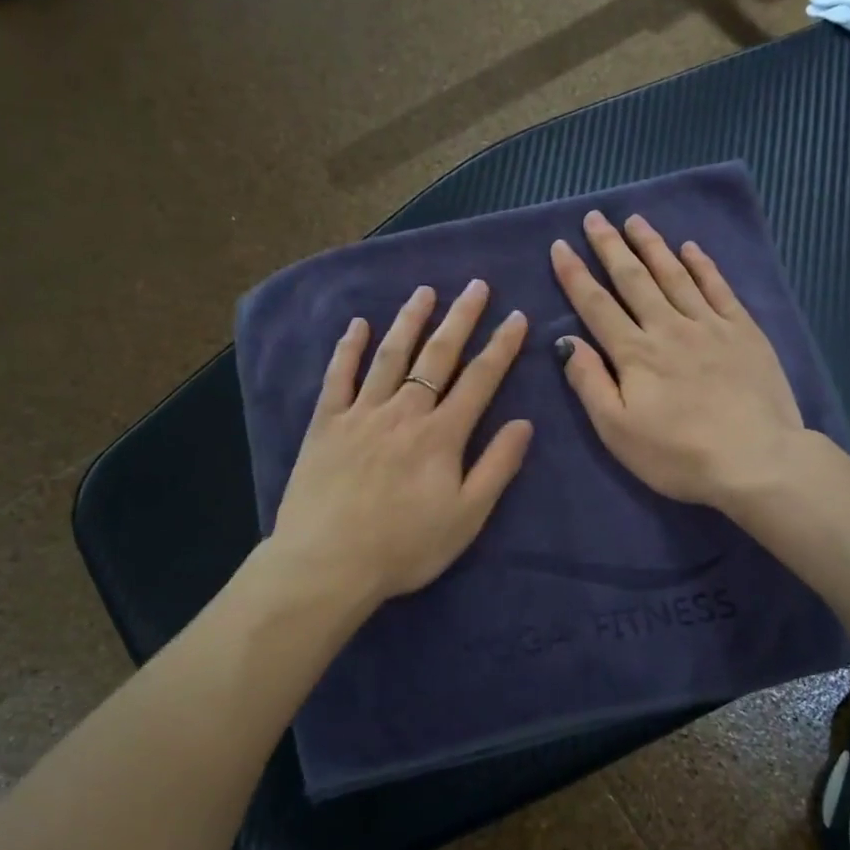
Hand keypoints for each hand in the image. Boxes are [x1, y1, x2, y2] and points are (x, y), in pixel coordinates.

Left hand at [270, 280, 533, 603]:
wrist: (328, 563)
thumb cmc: (404, 547)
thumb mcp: (466, 517)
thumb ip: (497, 467)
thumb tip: (523, 423)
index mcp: (441, 435)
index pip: (479, 380)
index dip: (501, 346)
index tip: (516, 316)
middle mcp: (404, 412)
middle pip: (437, 356)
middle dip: (460, 319)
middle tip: (476, 286)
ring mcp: (361, 413)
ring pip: (390, 356)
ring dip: (410, 321)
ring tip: (425, 291)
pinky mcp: (325, 424)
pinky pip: (338, 377)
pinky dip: (348, 348)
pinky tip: (357, 324)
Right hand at [550, 210, 804, 508]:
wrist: (756, 461)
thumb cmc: (678, 455)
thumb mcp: (617, 431)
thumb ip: (590, 383)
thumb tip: (566, 342)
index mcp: (634, 354)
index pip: (596, 305)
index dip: (575, 275)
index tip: (560, 245)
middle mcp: (668, 328)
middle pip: (634, 279)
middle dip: (611, 247)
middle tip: (596, 217)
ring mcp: (709, 326)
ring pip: (675, 275)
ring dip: (652, 246)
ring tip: (635, 221)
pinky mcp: (744, 332)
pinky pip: (718, 288)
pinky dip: (702, 265)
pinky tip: (691, 248)